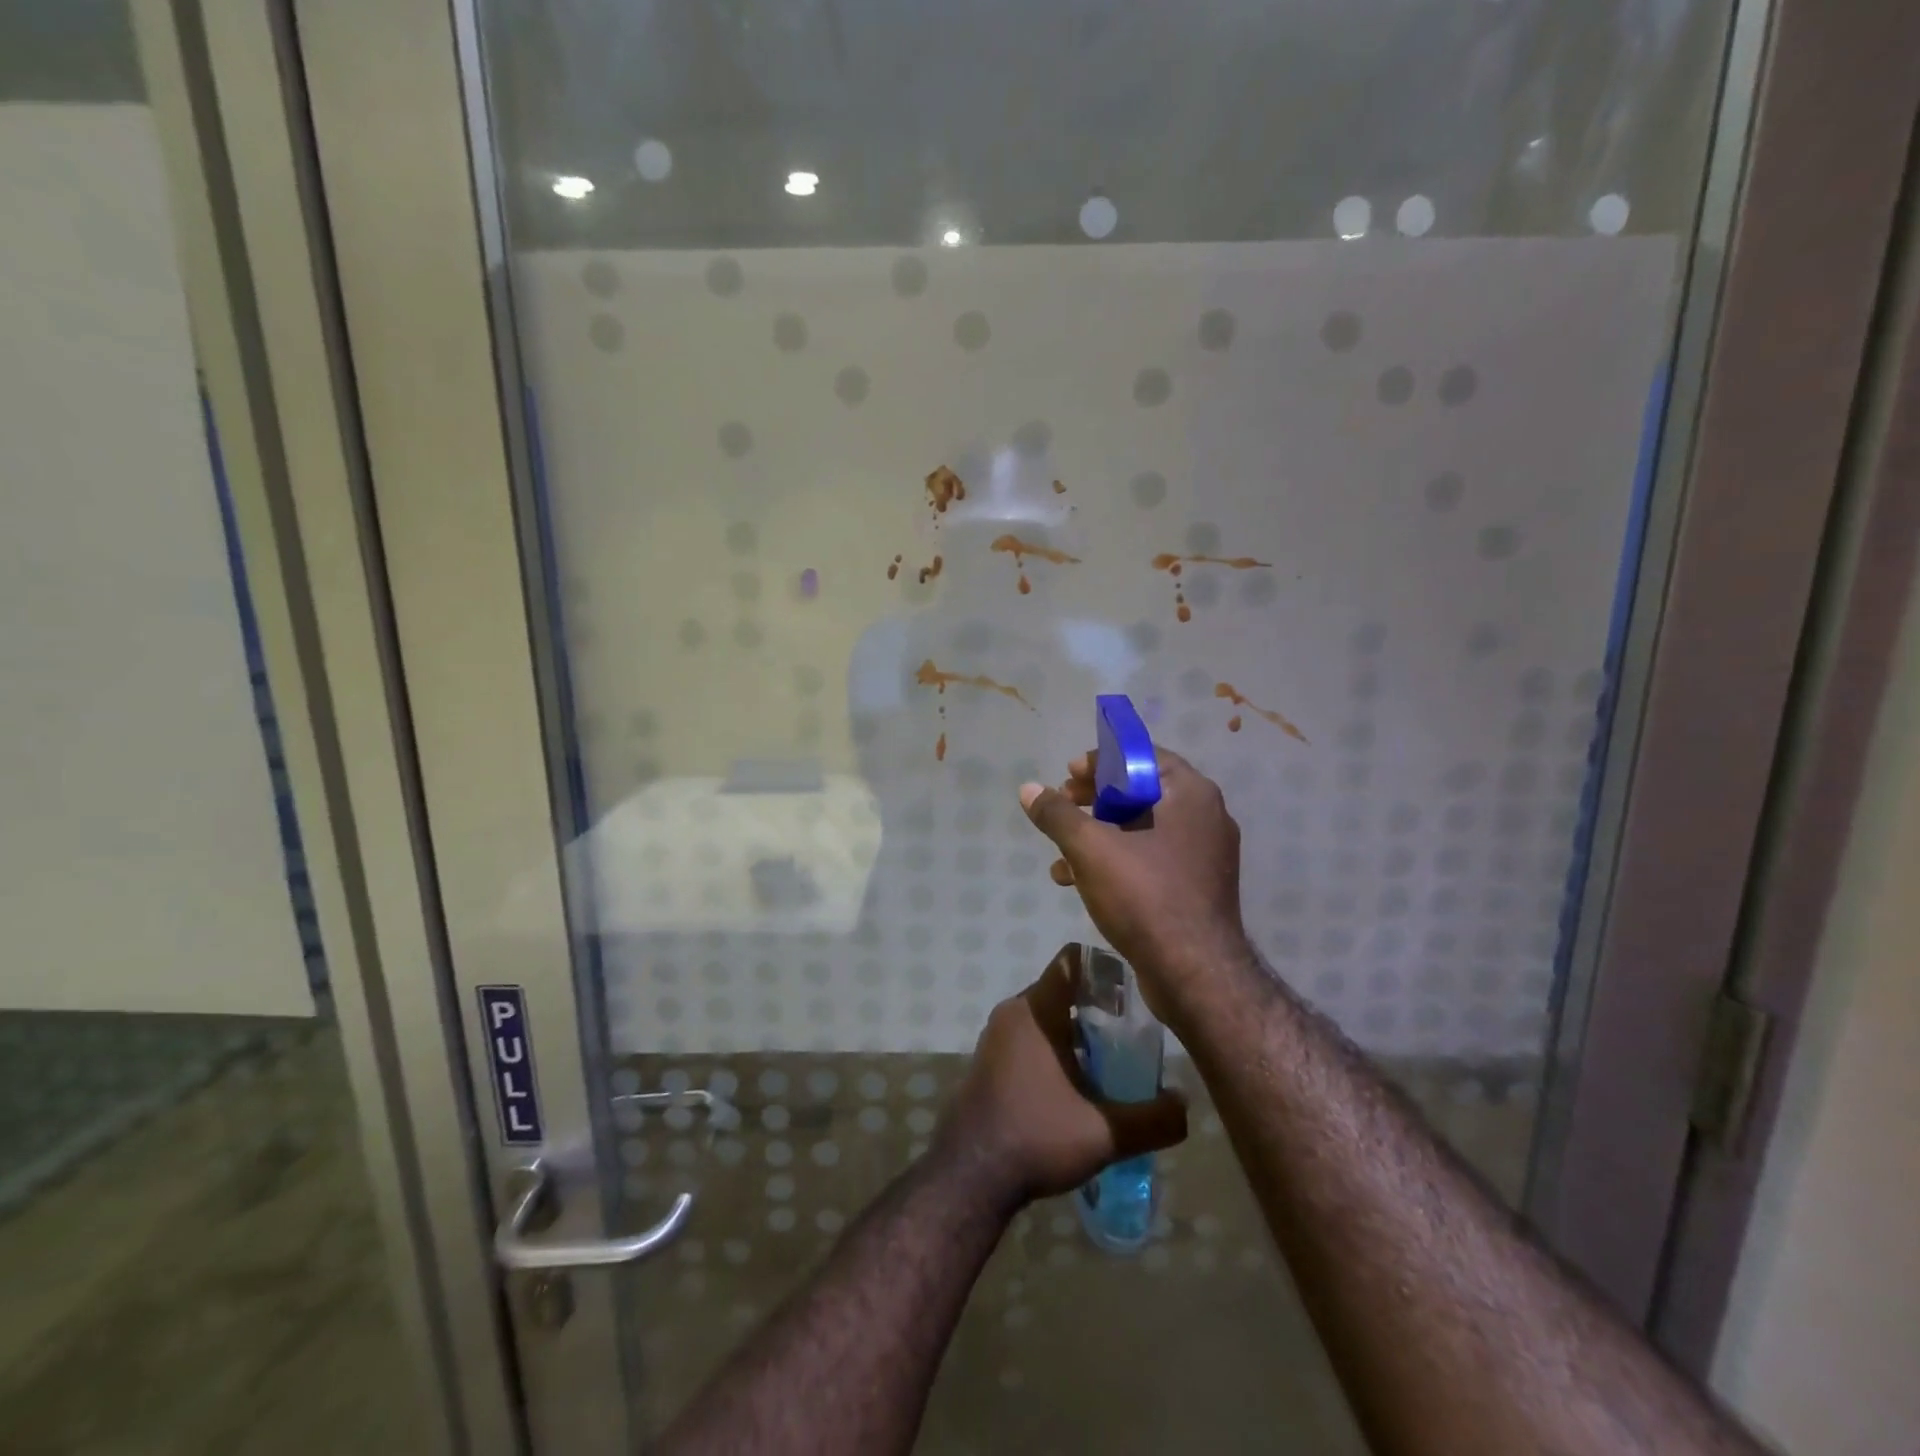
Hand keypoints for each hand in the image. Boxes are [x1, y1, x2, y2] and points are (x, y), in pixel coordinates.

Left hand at [939, 944, 1187, 1205]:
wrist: (970, 1175)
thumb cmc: (1036, 1137)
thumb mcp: (1104, 1133)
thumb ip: (1152, 1119)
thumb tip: (1186, 1105)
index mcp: (1036, 1010)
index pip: (1072, 961)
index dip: (1106, 969)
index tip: (1135, 993)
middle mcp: (1013, 1012)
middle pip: (1063, 990)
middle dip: (1099, 1007)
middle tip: (1134, 1035)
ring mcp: (996, 1036)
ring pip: (1046, 1016)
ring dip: (1077, 1033)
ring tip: (1112, 1063)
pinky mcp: (990, 1059)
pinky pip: (1030, 1037)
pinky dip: (1055, 1048)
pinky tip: (1078, 1086)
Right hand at [1018, 747, 1250, 1019]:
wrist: (1195, 975)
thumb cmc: (1145, 896)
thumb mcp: (1090, 849)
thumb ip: (1057, 815)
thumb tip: (1028, 789)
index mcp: (1190, 793)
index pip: (1142, 756)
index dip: (1100, 762)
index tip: (1068, 776)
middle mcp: (1204, 816)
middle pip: (1140, 792)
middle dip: (1093, 801)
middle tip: (1063, 808)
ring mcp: (1203, 854)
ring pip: (1141, 829)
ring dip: (1097, 835)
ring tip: (1059, 856)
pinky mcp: (1195, 887)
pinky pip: (1150, 859)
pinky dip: (1115, 861)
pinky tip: (1077, 882)